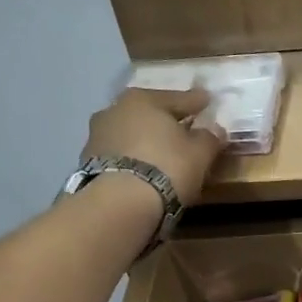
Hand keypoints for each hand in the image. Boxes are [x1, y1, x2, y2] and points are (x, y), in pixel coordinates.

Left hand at [82, 86, 227, 207]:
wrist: (121, 202)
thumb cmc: (167, 167)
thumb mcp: (199, 153)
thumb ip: (209, 138)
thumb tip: (215, 130)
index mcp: (143, 99)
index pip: (178, 99)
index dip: (196, 102)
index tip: (207, 100)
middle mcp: (115, 109)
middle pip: (148, 114)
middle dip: (165, 121)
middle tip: (182, 128)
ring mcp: (97, 135)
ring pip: (130, 134)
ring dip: (145, 141)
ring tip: (160, 154)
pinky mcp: (87, 162)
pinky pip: (119, 155)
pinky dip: (132, 159)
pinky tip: (143, 171)